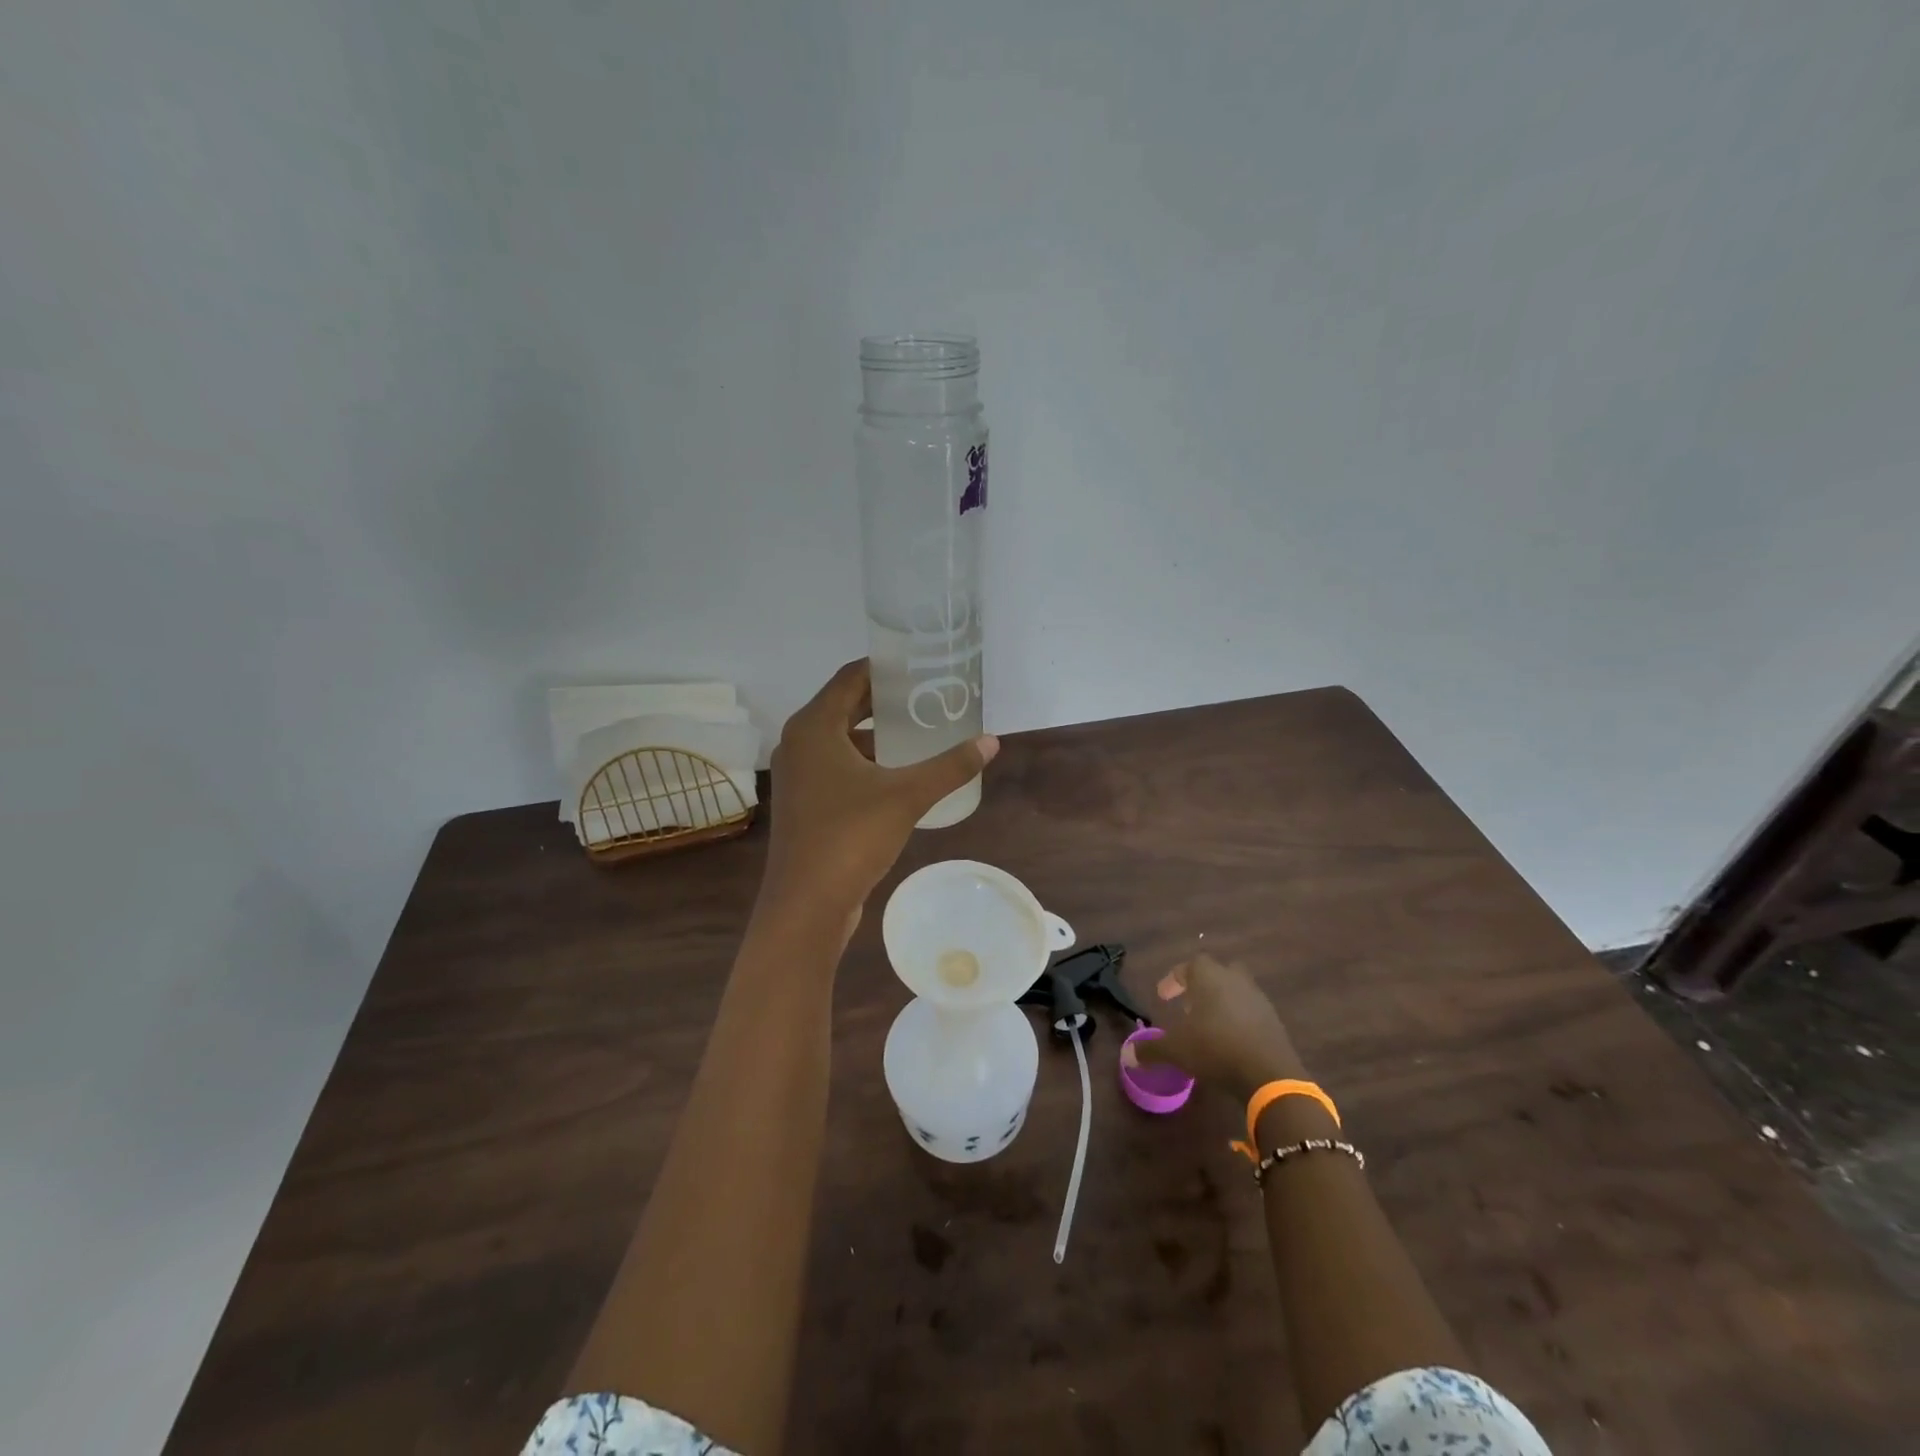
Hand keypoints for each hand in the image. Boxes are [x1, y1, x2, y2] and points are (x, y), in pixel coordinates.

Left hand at [760, 659, 997, 921]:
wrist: (806, 904)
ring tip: (920, 730)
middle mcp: (799, 743)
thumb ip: (949, 766)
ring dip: (876, 733)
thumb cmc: (850, 837)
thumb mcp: (907, 796)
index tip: (919, 664)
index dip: (885, 667)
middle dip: (885, 700)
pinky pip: (837, 766)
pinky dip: (865, 760)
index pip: (851, 677)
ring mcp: (799, 775)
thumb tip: (991, 742)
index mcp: (814, 727)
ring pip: (841, 739)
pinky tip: (899, 772)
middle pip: (845, 706)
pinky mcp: (805, 802)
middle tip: (928, 695)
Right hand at [1127, 953, 1304, 1101]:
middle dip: (1202, 985)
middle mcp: (1234, 980)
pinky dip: (1239, 1020)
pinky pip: (1251, 1011)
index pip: (1188, 965)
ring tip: (1208, 1026)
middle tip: (1189, 1006)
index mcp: (1208, 977)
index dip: (1173, 979)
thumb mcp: (1176, 1050)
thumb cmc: (1214, 1048)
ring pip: (1236, 990)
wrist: (1269, 1074)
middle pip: (1217, 972)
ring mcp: (1258, 999)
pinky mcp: (1274, 1021)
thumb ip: (1151, 1049)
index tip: (1163, 997)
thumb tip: (1127, 1055)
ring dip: (1222, 1002)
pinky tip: (1230, 1041)